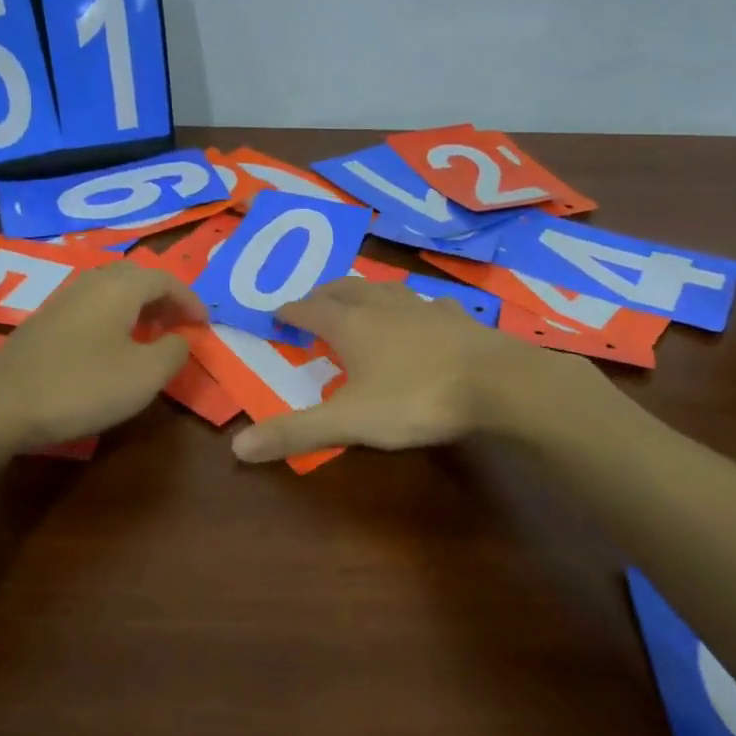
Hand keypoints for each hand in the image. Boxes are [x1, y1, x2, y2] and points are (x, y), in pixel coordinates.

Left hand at [0, 261, 207, 447]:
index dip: (190, 300)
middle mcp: (92, 281)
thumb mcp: (144, 375)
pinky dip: (115, 318)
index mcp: (120, 286)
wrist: (1, 405)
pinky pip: (93, 306)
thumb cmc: (82, 386)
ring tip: (152, 335)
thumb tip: (180, 339)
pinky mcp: (45, 320)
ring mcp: (64, 299)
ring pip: (113, 291)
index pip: (166, 280)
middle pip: (138, 278)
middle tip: (181, 325)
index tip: (205, 324)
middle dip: (165, 299)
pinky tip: (113, 347)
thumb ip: (174, 352)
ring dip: (139, 308)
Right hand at [229, 279, 611, 463]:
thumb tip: (238, 447)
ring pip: (385, 289)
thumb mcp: (350, 422)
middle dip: (324, 293)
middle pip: (346, 288)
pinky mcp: (457, 318)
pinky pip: (427, 303)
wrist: (498, 383)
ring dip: (365, 292)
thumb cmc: (415, 398)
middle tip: (313, 302)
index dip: (291, 310)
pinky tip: (423, 314)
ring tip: (359, 300)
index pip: (311, 309)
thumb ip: (297, 432)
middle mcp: (383, 307)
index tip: (277, 312)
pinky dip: (413, 306)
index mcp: (352, 326)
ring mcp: (423, 307)